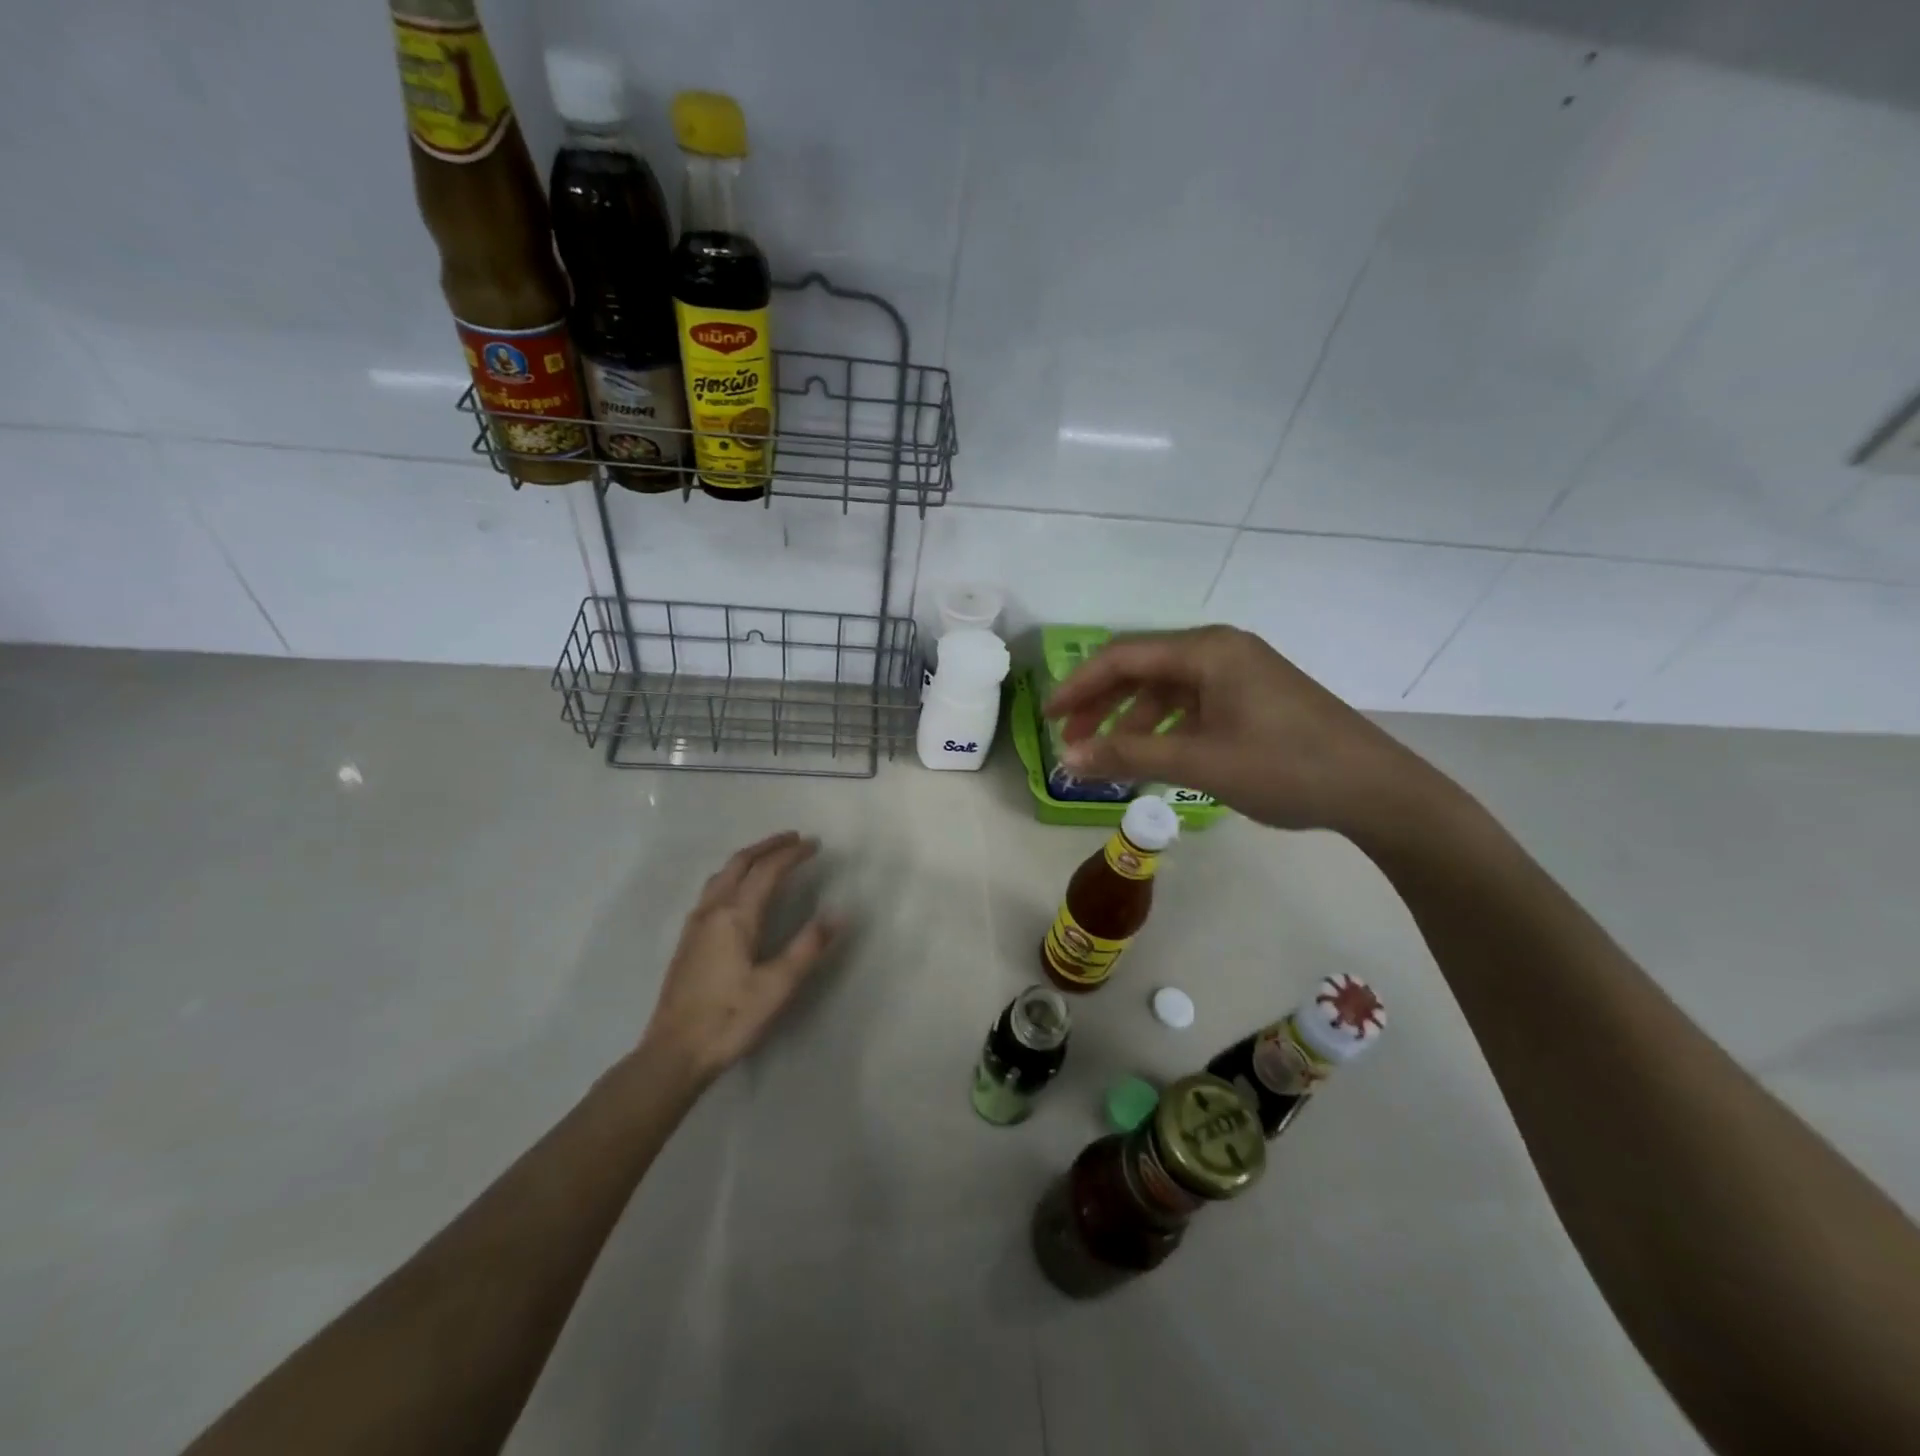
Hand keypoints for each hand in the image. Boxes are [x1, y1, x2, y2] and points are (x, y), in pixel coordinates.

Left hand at [641, 832, 843, 1087]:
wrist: (673, 1053)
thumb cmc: (730, 1019)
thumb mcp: (777, 987)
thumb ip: (808, 947)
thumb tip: (837, 913)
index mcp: (735, 916)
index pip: (767, 871)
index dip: (792, 854)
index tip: (814, 845)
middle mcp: (712, 911)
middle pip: (739, 863)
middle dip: (768, 846)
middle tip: (794, 839)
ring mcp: (695, 924)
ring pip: (722, 874)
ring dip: (748, 858)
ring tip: (769, 857)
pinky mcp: (688, 940)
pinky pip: (713, 889)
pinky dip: (733, 875)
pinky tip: (739, 891)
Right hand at [1046, 625, 1443, 838]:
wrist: (1376, 790)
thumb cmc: (1285, 768)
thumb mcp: (1200, 762)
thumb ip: (1128, 756)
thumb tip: (1066, 759)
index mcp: (1208, 650)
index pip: (1123, 657)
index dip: (1078, 686)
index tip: (1047, 717)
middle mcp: (1221, 650)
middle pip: (1143, 669)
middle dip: (1101, 704)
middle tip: (1069, 740)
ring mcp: (1240, 673)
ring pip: (1166, 690)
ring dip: (1131, 720)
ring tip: (1106, 756)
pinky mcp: (1253, 697)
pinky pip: (1192, 705)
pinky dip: (1164, 728)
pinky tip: (1152, 756)